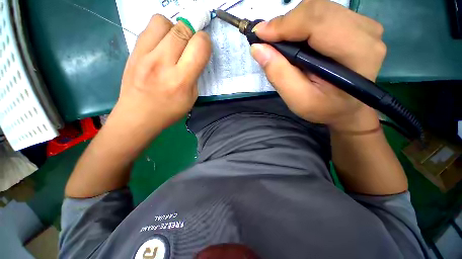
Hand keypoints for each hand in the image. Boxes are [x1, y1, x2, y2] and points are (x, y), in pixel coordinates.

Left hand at [114, 15, 210, 133]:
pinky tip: (161, 46)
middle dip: (192, 33)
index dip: (205, 42)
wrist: (137, 116)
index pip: (199, 47)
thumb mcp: (191, 97)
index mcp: (181, 80)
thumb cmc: (169, 110)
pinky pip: (148, 28)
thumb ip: (195, 75)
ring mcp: (144, 55)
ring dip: (173, 29)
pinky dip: (159, 32)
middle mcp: (162, 63)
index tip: (203, 47)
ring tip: (173, 43)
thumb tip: (195, 55)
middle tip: (190, 45)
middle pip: (182, 29)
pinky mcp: (132, 51)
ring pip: (162, 21)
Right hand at [251, 0, 385, 131]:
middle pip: (317, 10)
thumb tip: (258, 48)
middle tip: (268, 41)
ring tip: (281, 43)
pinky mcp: (357, 24)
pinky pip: (323, 13)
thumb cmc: (324, 109)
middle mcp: (367, 32)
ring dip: (293, 23)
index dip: (284, 24)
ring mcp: (364, 25)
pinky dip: (302, 23)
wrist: (347, 109)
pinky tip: (295, 40)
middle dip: (286, 23)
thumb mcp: (298, 100)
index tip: (259, 34)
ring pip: (319, 8)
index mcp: (358, 53)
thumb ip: (279, 75)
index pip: (317, 22)